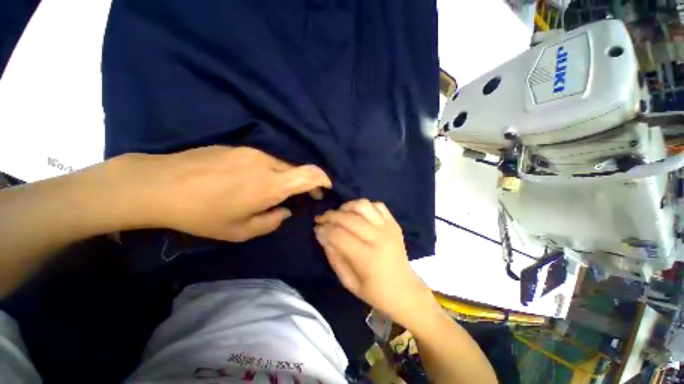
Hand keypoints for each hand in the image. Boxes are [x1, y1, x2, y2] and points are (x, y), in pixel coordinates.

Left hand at [119, 146, 330, 241]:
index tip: (325, 188)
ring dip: (283, 178)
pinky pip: (264, 160)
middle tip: (297, 196)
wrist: (159, 185)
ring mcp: (252, 152)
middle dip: (303, 183)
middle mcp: (267, 163)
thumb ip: (272, 221)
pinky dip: (267, 171)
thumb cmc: (202, 214)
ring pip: (280, 165)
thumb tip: (285, 210)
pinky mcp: (239, 148)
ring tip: (266, 191)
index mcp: (271, 185)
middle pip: (297, 170)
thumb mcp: (240, 231)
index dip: (322, 179)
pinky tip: (247, 181)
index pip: (309, 174)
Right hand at [314, 199, 432, 325]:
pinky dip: (365, 206)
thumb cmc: (375, 291)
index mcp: (367, 258)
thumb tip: (322, 235)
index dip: (324, 230)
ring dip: (346, 207)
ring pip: (363, 205)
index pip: (338, 235)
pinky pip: (378, 205)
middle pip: (348, 218)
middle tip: (322, 219)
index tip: (316, 229)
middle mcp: (378, 238)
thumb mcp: (348, 282)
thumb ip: (333, 257)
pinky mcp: (394, 224)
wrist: (405, 290)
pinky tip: (358, 214)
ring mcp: (388, 228)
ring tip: (340, 214)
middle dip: (330, 216)